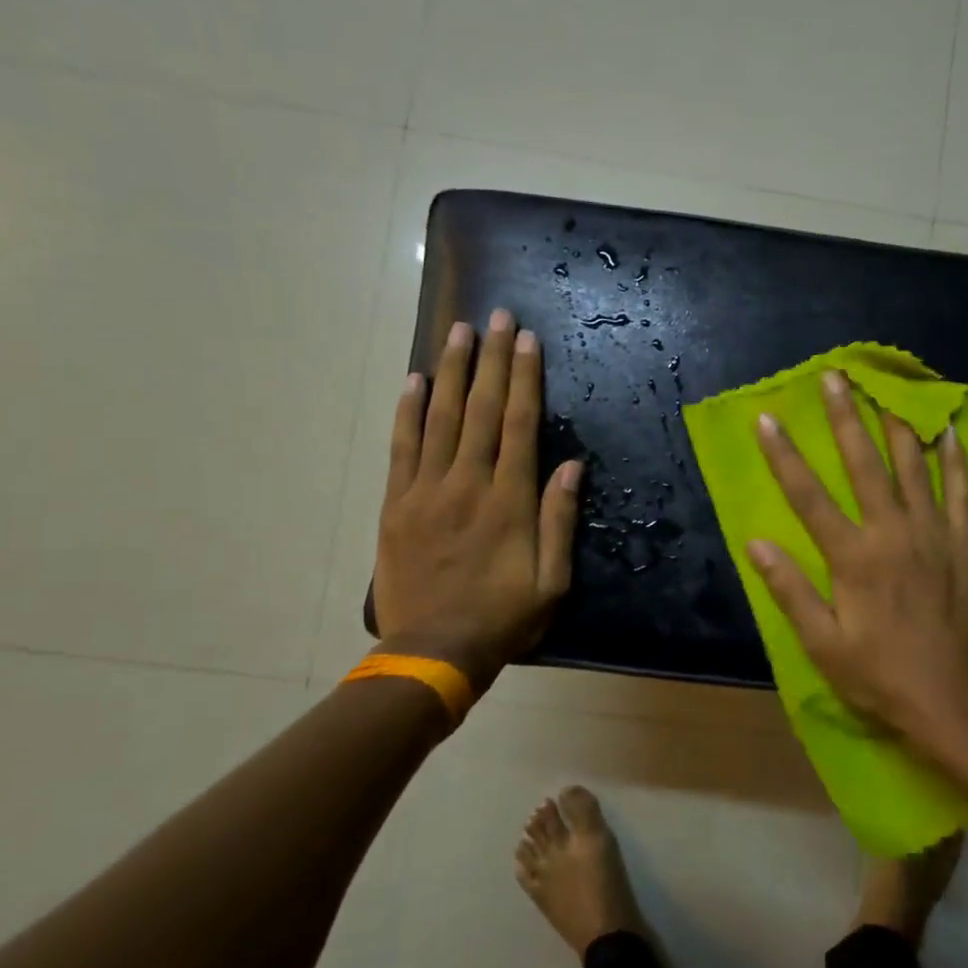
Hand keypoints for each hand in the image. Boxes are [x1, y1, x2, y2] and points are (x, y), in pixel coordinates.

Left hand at [373, 309, 582, 691]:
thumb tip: (572, 465)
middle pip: (480, 410)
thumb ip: (560, 519)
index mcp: (509, 500)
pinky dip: (407, 411)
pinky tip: (415, 381)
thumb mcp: (552, 580)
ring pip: (440, 418)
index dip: (524, 379)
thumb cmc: (504, 618)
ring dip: (451, 372)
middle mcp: (467, 483)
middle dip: (491, 360)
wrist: (433, 651)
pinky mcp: (396, 504)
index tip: (527, 340)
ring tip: (459, 332)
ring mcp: (426, 491)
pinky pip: (401, 447)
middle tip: (496, 316)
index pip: (518, 425)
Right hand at [745, 370, 967, 763]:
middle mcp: (893, 533)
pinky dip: (955, 459)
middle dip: (845, 417)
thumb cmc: (880, 675)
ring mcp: (934, 534)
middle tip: (835, 376)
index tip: (766, 418)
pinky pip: (961, 491)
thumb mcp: (823, 644)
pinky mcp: (965, 544)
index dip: (783, 455)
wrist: (954, 700)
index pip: (808, 495)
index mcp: (853, 557)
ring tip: (887, 388)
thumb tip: (755, 543)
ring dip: (896, 424)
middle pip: (864, 464)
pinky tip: (949, 431)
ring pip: (913, 467)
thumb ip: (790, 590)